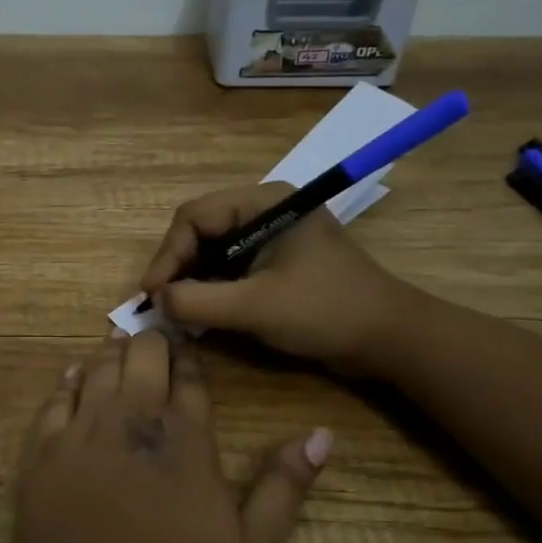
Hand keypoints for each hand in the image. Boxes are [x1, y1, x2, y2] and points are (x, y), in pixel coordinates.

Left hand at [0, 329, 331, 542]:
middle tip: (155, 336)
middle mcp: (131, 419)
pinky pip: (55, 399)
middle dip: (151, 342)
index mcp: (184, 437)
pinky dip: (68, 380)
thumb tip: (322, 434)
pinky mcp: (43, 451)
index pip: (188, 378)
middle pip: (141, 358)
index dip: (188, 357)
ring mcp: (82, 431)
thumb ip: (285, 487)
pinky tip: (73, 375)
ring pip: (97, 368)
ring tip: (120, 340)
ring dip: (112, 351)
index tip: (187, 344)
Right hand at [139, 183, 419, 376]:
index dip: (168, 255)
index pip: (194, 217)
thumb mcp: (255, 307)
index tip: (152, 294)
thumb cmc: (325, 312)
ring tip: (176, 311)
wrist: (389, 339)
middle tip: (160, 304)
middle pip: (200, 231)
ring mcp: (270, 236)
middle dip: (177, 267)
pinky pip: (229, 267)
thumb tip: (155, 300)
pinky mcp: (275, 261)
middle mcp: (264, 210)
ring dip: (191, 280)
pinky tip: (200, 312)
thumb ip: (198, 301)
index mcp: (264, 203)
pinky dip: (211, 288)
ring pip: (212, 250)